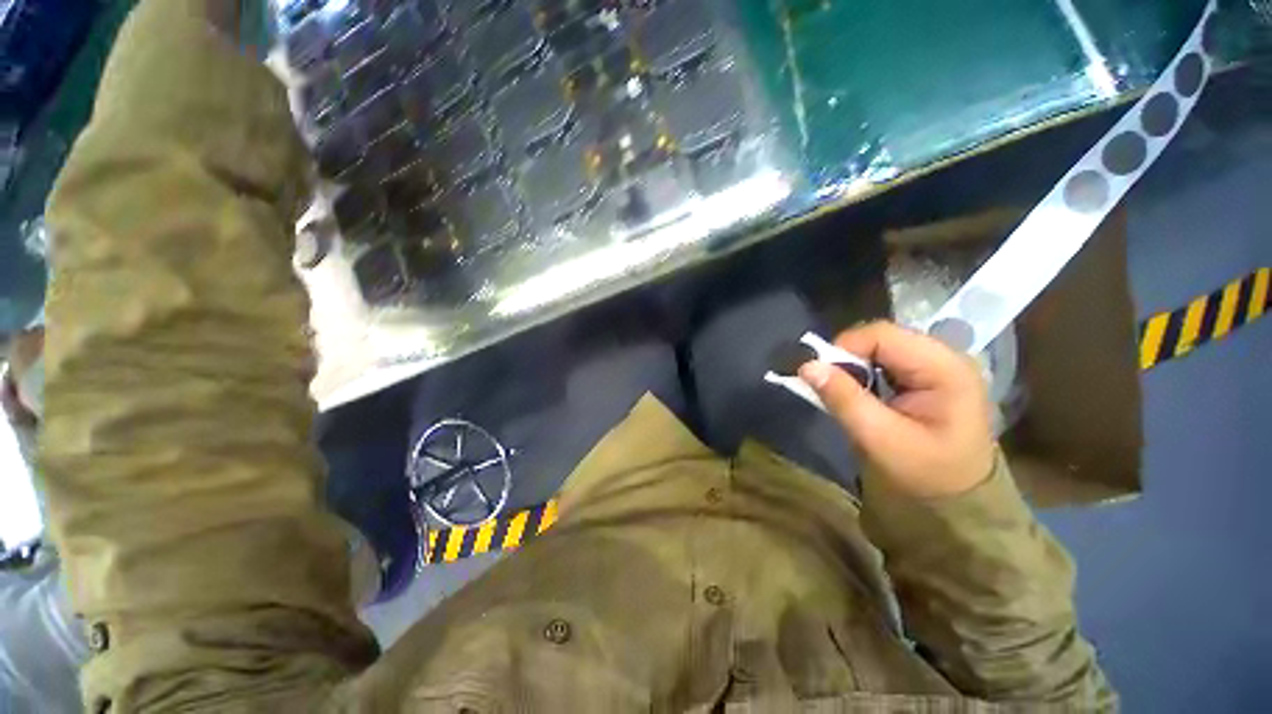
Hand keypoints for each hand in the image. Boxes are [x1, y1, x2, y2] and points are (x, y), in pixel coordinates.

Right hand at [799, 322, 994, 497]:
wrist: (960, 500)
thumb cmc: (925, 472)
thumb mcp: (880, 439)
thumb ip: (844, 399)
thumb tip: (806, 365)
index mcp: (944, 368)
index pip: (882, 335)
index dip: (844, 348)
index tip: (820, 374)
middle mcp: (945, 356)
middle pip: (881, 337)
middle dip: (847, 357)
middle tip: (829, 385)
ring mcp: (938, 364)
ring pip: (880, 347)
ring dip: (854, 365)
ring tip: (845, 392)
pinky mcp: (928, 373)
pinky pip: (885, 359)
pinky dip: (864, 371)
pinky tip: (861, 392)